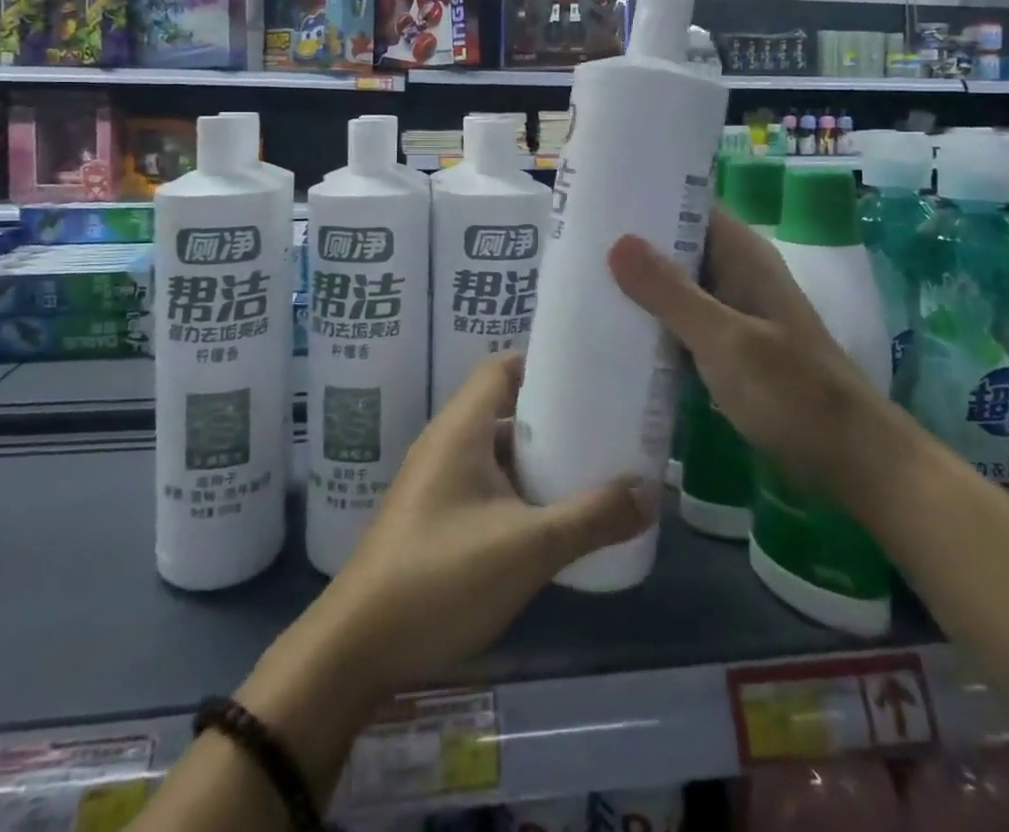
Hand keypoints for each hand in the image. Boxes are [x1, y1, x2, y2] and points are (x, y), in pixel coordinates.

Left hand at [299, 353, 655, 707]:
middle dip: (552, 413)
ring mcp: (436, 480)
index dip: (544, 363)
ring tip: (589, 465)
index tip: (591, 373)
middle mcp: (446, 442)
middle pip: (504, 406)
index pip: (502, 368)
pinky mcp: (434, 515)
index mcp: (461, 428)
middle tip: (604, 422)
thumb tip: (650, 492)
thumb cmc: (442, 577)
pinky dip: (518, 486)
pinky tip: (551, 515)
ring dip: (537, 455)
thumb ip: (592, 518)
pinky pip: (485, 482)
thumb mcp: (529, 547)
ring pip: (496, 449)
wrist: (358, 646)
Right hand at [607, 207, 880, 490]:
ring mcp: (732, 313)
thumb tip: (616, 242)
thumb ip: (671, 293)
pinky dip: (652, 323)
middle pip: (676, 245)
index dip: (645, 198)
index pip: (689, 206)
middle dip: (630, 246)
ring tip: (579, 282)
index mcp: (742, 256)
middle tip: (572, 245)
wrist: (851, 461)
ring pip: (676, 286)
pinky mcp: (727, 349)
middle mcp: (736, 275)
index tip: (594, 200)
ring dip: (637, 287)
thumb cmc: (792, 393)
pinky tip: (612, 332)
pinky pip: (681, 322)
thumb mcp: (726, 341)